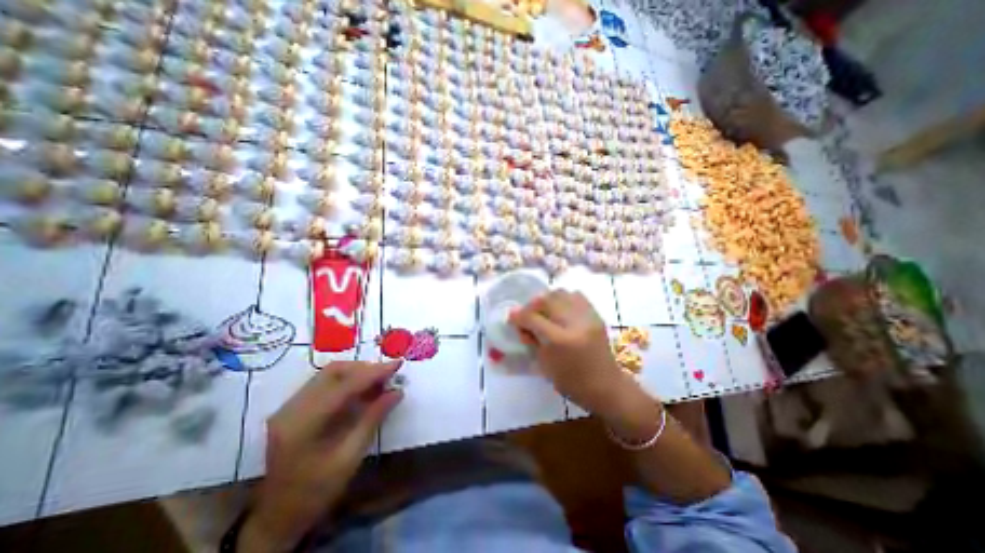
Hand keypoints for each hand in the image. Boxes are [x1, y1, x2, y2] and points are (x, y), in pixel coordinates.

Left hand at [239, 361, 401, 549]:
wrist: (277, 518)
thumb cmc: (315, 493)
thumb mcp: (350, 458)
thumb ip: (373, 419)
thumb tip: (397, 392)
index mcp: (303, 424)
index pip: (344, 386)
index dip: (374, 373)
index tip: (398, 364)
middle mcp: (291, 408)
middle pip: (333, 372)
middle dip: (365, 369)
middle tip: (388, 375)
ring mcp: (289, 407)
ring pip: (328, 374)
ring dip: (356, 372)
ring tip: (379, 381)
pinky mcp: (292, 408)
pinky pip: (324, 383)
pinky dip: (346, 380)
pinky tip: (361, 389)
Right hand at [511, 291, 643, 418]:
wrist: (606, 387)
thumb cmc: (572, 383)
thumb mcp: (545, 365)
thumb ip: (531, 340)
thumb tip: (520, 323)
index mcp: (560, 341)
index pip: (533, 318)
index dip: (518, 315)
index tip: (511, 317)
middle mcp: (575, 323)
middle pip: (547, 299)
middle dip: (532, 304)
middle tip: (528, 314)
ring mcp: (588, 316)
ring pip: (561, 293)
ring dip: (547, 300)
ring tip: (545, 312)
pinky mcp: (596, 315)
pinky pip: (576, 295)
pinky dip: (564, 299)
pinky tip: (561, 311)